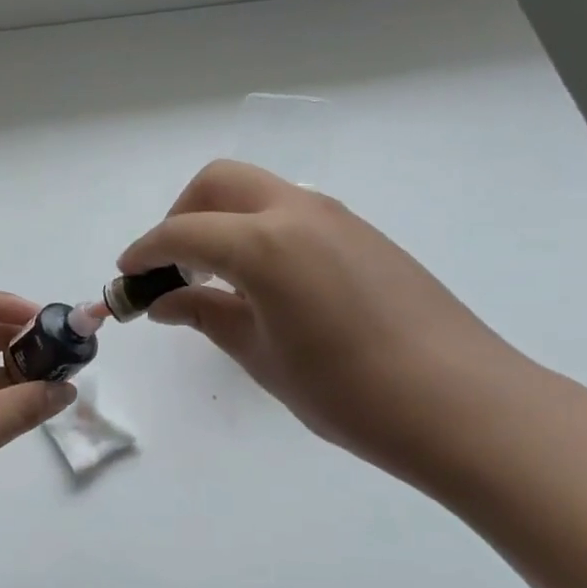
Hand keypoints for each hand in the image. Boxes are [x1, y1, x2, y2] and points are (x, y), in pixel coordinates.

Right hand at [118, 160, 533, 486]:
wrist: (460, 404)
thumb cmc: (347, 391)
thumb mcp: (261, 356)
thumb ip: (206, 316)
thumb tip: (165, 302)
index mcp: (264, 243)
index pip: (182, 233)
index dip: (144, 253)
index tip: (126, 278)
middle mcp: (299, 212)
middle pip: (219, 183)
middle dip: (181, 215)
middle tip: (171, 268)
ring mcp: (337, 218)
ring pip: (259, 192)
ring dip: (223, 221)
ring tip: (214, 279)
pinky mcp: (363, 234)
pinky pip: (293, 213)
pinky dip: (259, 231)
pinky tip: (264, 284)